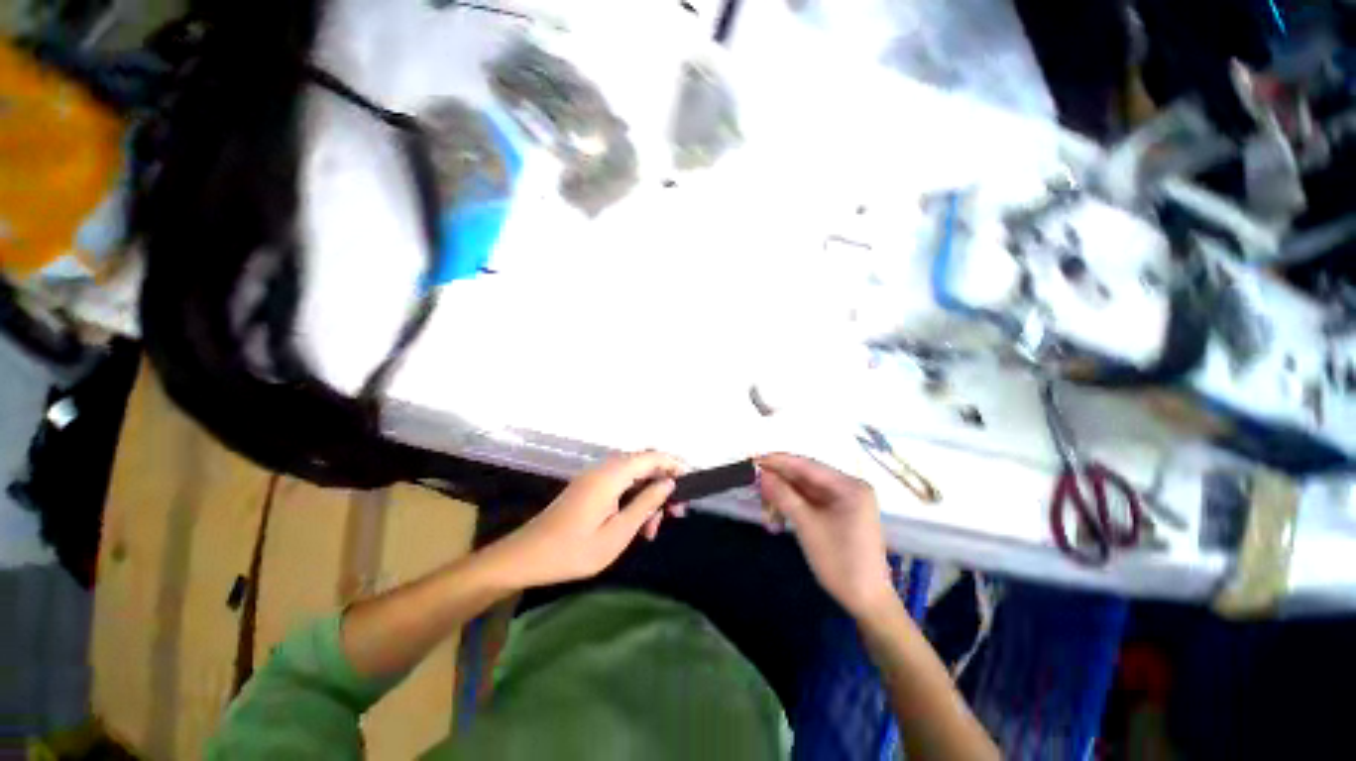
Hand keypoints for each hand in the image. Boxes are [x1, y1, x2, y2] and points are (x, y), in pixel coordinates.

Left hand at [485, 451, 686, 588]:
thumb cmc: (573, 550)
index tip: (692, 481)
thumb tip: (668, 484)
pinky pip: (620, 484)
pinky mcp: (590, 487)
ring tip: (653, 529)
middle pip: (644, 465)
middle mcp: (604, 469)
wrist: (526, 557)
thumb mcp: (617, 534)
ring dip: (648, 496)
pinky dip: (634, 499)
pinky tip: (637, 525)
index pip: (651, 457)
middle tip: (676, 513)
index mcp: (611, 476)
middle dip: (663, 484)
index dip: (674, 464)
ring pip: (633, 476)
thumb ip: (645, 505)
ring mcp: (595, 477)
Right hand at [756, 453, 895, 619]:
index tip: (753, 460)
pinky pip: (811, 502)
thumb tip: (761, 473)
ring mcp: (845, 501)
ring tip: (765, 509)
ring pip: (806, 490)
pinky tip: (778, 516)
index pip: (807, 465)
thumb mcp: (807, 525)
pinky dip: (793, 507)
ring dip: (784, 497)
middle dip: (779, 482)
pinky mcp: (840, 513)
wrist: (866, 602)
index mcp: (849, 486)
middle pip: (806, 476)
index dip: (778, 461)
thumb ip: (783, 495)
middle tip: (753, 485)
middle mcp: (849, 487)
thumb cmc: (840, 562)